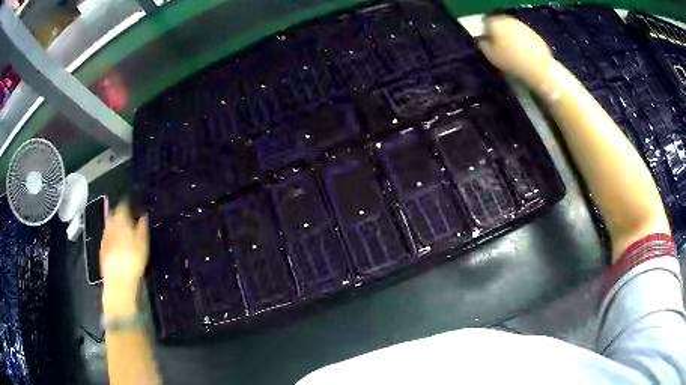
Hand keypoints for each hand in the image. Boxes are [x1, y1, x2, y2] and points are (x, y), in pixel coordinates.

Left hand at [100, 202, 148, 314]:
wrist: (118, 280)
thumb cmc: (133, 259)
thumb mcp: (143, 243)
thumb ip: (142, 227)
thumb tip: (143, 216)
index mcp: (120, 219)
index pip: (123, 205)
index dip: (128, 204)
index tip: (133, 206)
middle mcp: (110, 224)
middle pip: (114, 214)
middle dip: (119, 214)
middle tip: (127, 218)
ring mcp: (104, 237)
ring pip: (109, 225)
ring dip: (114, 225)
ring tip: (122, 231)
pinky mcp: (101, 249)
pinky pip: (106, 237)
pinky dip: (111, 237)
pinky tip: (116, 244)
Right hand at [478, 16, 555, 85]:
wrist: (538, 68)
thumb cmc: (511, 62)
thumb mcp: (490, 56)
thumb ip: (483, 45)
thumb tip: (482, 40)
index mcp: (494, 23)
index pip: (485, 24)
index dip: (485, 34)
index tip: (488, 44)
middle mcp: (508, 20)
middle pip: (499, 24)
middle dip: (498, 34)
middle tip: (500, 48)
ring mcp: (522, 25)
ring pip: (511, 29)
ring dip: (510, 37)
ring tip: (513, 51)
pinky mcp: (533, 33)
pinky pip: (523, 35)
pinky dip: (521, 41)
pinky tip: (524, 53)